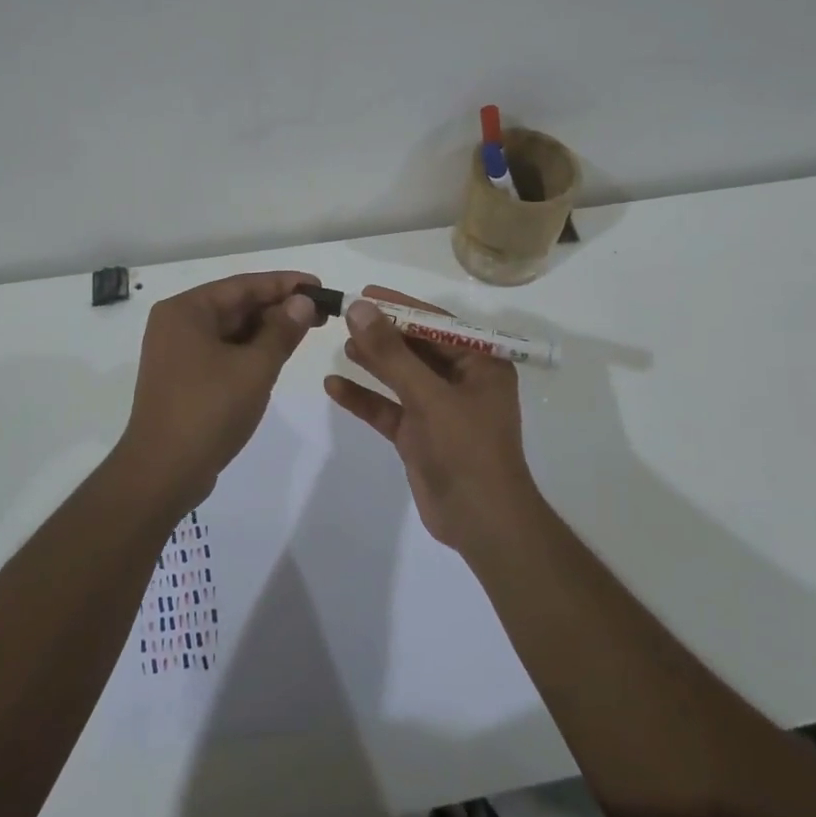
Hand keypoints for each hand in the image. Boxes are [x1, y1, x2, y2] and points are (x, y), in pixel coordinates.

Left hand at [116, 270, 322, 512]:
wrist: (164, 472)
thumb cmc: (209, 410)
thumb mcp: (255, 367)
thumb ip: (282, 330)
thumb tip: (303, 302)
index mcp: (186, 311)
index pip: (243, 285)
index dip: (285, 284)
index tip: (319, 286)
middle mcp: (177, 324)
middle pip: (236, 305)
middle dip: (278, 307)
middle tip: (321, 311)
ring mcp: (177, 352)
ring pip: (230, 329)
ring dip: (267, 329)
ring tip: (307, 329)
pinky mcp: (183, 377)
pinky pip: (222, 351)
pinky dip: (250, 349)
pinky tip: (277, 353)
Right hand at [324, 285, 542, 553]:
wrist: (481, 522)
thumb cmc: (466, 450)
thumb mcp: (428, 396)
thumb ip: (392, 353)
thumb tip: (360, 308)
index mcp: (481, 364)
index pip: (437, 324)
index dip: (401, 307)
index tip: (365, 293)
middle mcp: (462, 381)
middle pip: (416, 347)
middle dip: (383, 333)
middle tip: (346, 316)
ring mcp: (439, 410)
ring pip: (401, 377)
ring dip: (374, 362)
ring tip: (342, 345)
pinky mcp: (419, 435)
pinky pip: (389, 409)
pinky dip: (365, 398)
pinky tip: (334, 387)